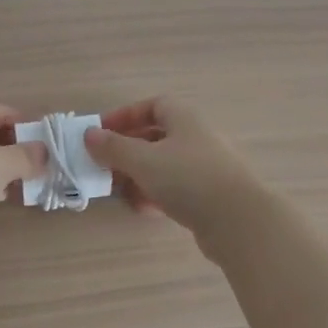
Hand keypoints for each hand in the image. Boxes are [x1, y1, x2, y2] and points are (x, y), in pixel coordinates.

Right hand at [84, 97, 263, 247]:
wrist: (238, 222)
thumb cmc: (187, 179)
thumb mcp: (143, 160)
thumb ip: (113, 147)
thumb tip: (89, 134)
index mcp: (184, 119)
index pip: (153, 105)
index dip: (125, 115)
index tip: (101, 132)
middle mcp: (196, 138)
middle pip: (156, 136)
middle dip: (127, 149)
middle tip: (104, 163)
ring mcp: (205, 168)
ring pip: (163, 164)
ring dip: (138, 174)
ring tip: (118, 189)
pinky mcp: (208, 195)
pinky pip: (175, 188)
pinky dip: (155, 193)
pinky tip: (141, 208)